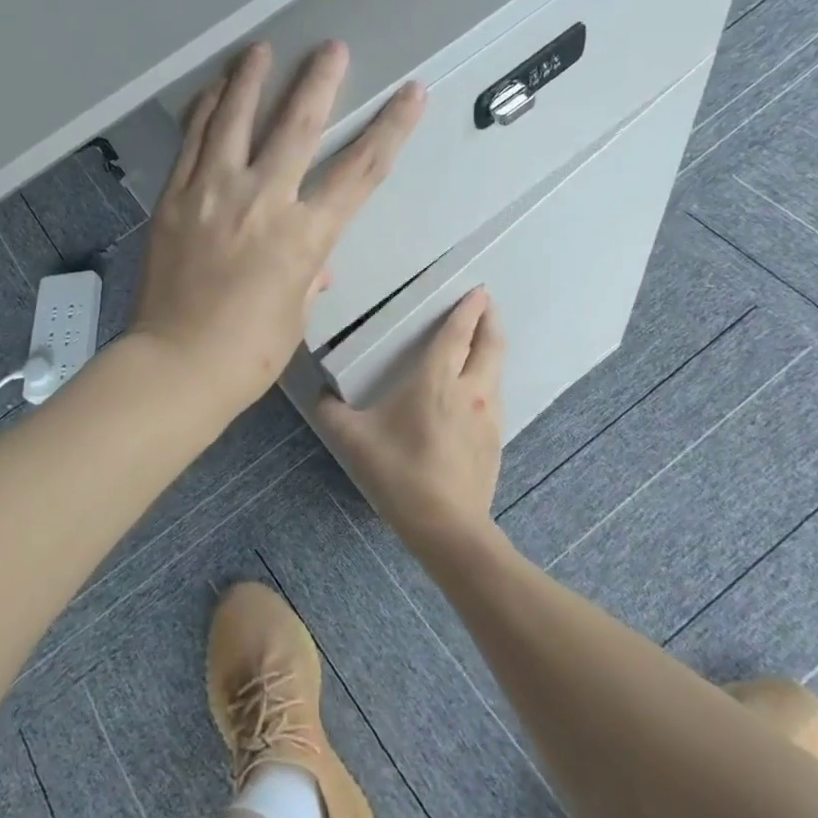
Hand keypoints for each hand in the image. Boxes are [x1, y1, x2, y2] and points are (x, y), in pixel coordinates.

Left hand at [129, 40, 423, 414]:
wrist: (177, 364)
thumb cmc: (248, 353)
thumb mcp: (294, 314)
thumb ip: (307, 274)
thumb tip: (314, 264)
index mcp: (305, 235)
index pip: (360, 171)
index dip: (390, 129)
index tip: (410, 95)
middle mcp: (263, 200)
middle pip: (298, 126)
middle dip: (319, 82)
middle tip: (331, 48)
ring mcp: (213, 193)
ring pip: (235, 120)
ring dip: (251, 79)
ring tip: (260, 49)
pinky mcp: (176, 198)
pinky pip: (193, 142)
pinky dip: (205, 111)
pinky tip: (212, 91)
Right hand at [316, 287, 505, 557]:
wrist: (447, 526)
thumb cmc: (399, 473)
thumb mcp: (353, 440)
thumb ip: (331, 412)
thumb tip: (320, 395)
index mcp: (436, 381)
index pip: (457, 334)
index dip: (467, 309)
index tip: (477, 291)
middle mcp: (470, 390)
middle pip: (490, 344)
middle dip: (490, 320)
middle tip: (486, 305)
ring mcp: (488, 415)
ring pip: (496, 370)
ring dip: (492, 348)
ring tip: (483, 341)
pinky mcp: (495, 439)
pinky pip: (495, 395)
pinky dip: (489, 378)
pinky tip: (476, 390)